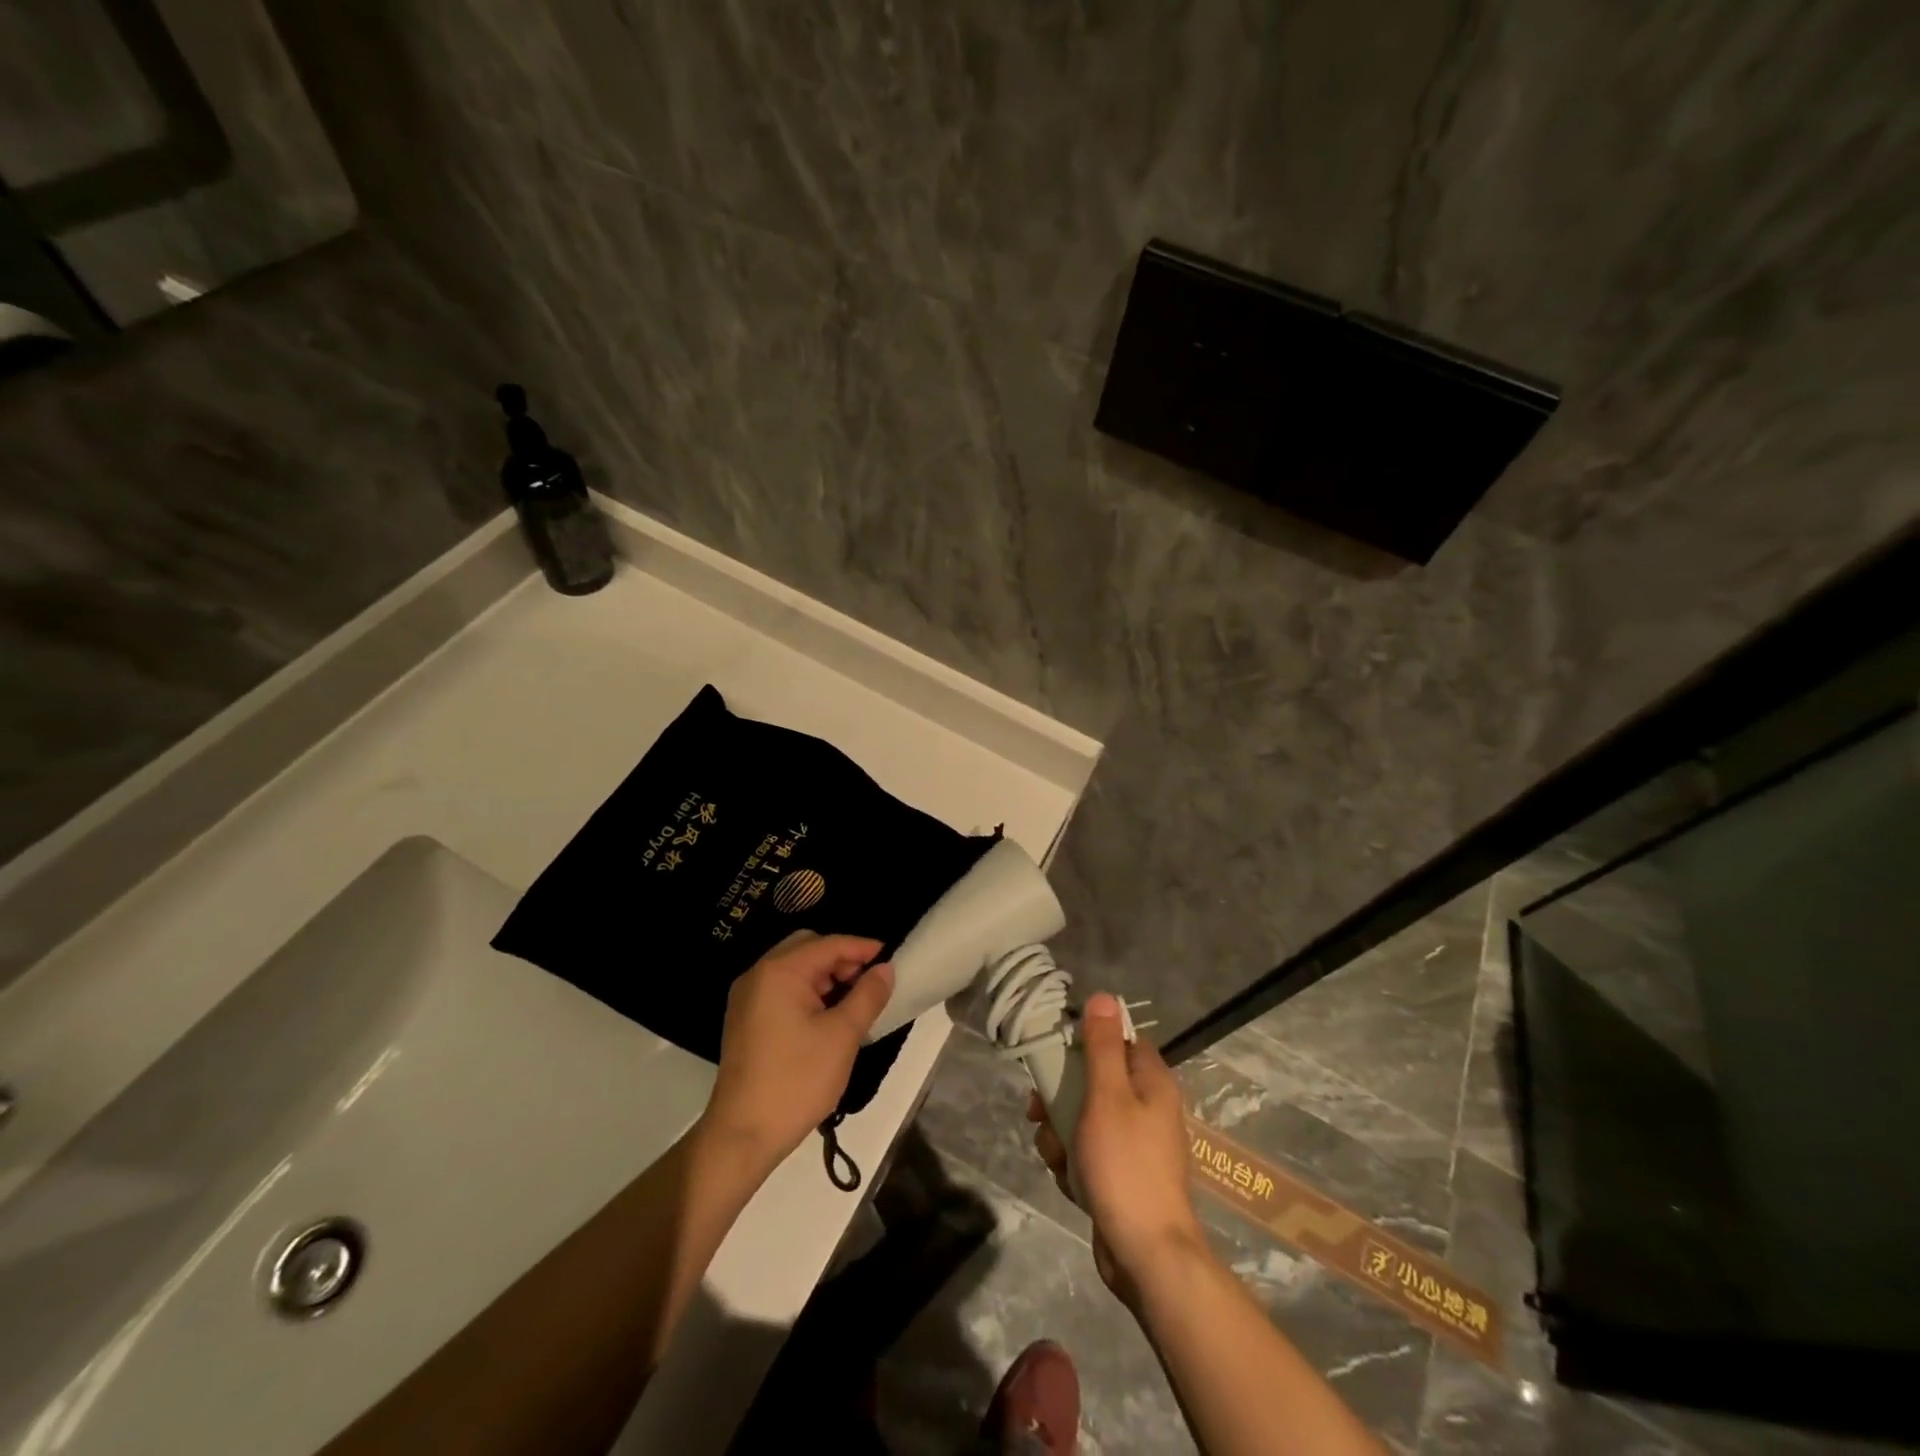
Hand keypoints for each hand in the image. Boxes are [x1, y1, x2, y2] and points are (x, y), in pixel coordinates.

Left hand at [701, 932, 894, 1171]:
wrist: (743, 1135)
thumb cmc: (797, 1080)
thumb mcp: (842, 1035)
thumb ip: (868, 995)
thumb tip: (885, 969)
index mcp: (779, 971)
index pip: (829, 944)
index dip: (863, 948)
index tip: (892, 958)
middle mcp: (758, 975)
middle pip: (808, 949)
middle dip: (842, 961)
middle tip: (870, 983)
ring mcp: (747, 998)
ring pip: (795, 970)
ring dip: (826, 978)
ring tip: (854, 1003)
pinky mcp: (745, 1020)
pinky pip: (782, 990)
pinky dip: (808, 994)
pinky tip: (828, 1017)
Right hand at [1029, 992, 1203, 1305]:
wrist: (1146, 1255)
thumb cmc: (1125, 1165)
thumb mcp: (1107, 1096)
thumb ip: (1102, 1046)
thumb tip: (1103, 996)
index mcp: (1151, 1081)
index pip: (1116, 1039)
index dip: (1084, 1041)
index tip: (1055, 1053)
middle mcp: (1147, 1106)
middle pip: (1093, 1079)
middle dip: (1061, 1095)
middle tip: (1039, 1110)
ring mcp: (1134, 1143)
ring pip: (1084, 1117)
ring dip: (1061, 1132)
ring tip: (1056, 1154)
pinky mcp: (1121, 1174)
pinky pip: (1088, 1151)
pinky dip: (1072, 1162)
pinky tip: (1068, 1180)